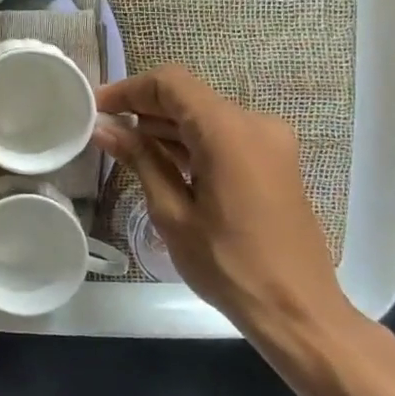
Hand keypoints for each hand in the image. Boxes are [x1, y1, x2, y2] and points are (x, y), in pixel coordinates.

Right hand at [92, 64, 347, 339]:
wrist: (298, 311)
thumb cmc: (228, 264)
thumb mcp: (172, 212)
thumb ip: (140, 160)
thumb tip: (104, 128)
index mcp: (228, 131)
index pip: (170, 84)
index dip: (129, 89)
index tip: (96, 107)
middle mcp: (255, 124)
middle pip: (189, 97)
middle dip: (144, 108)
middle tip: (104, 128)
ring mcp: (270, 142)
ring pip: (206, 116)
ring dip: (166, 126)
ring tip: (125, 148)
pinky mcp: (275, 161)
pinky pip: (225, 136)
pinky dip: (192, 141)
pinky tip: (162, 162)